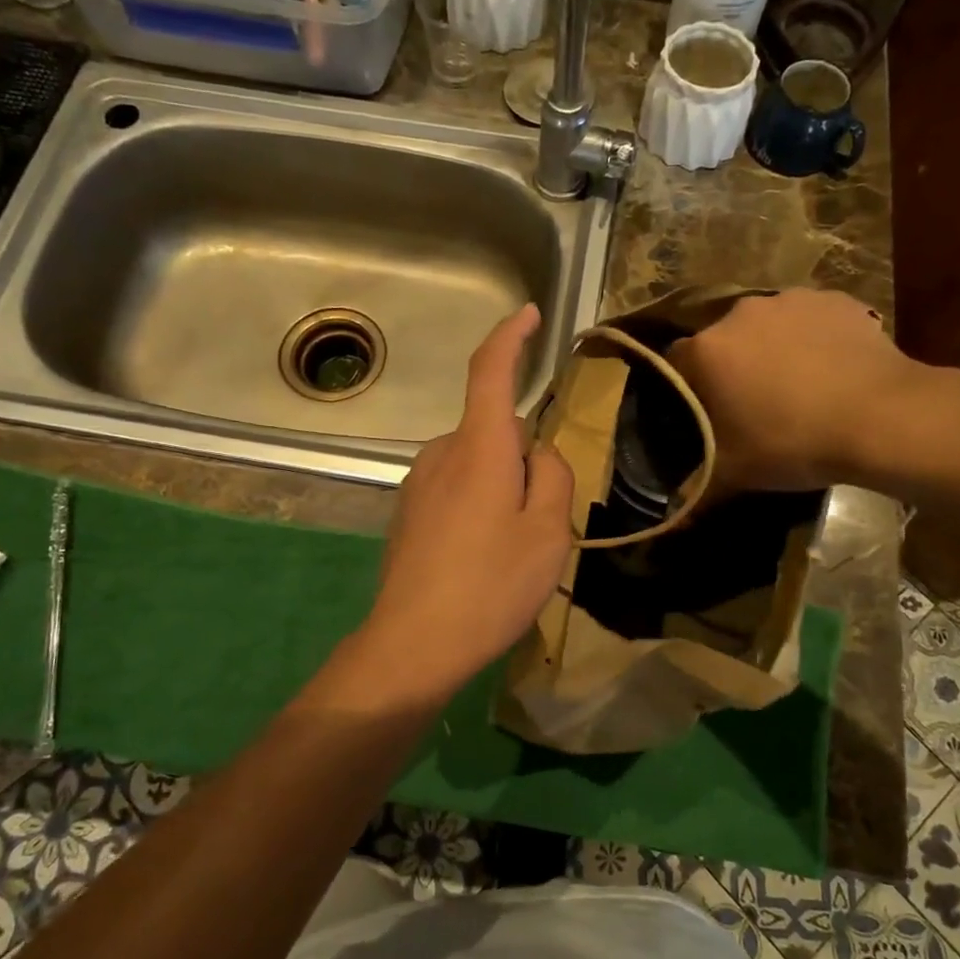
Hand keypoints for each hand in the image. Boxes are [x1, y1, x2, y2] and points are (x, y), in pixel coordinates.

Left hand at [355, 304, 574, 704]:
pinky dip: (476, 507)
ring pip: (476, 464)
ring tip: (509, 551)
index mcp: (479, 447)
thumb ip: (552, 476)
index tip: (527, 315)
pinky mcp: (407, 512)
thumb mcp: (547, 533)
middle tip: (540, 522)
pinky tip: (478, 559)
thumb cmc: (491, 585)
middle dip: (523, 460)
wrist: (414, 643)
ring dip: (500, 488)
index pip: (490, 372)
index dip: (509, 337)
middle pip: (494, 432)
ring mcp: (417, 483)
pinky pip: (455, 488)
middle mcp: (441, 453)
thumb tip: (538, 453)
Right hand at [668, 288, 929, 493]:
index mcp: (706, 351)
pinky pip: (808, 319)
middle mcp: (738, 314)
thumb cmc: (794, 444)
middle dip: (731, 367)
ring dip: (770, 349)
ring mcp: (789, 300)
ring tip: (795, 385)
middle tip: (752, 403)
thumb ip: (695, 488)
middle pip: (722, 342)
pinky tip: (829, 369)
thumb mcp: (735, 474)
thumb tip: (669, 518)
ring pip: (765, 327)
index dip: (687, 390)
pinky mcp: (833, 299)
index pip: (675, 364)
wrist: (884, 418)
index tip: (704, 413)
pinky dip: (811, 339)